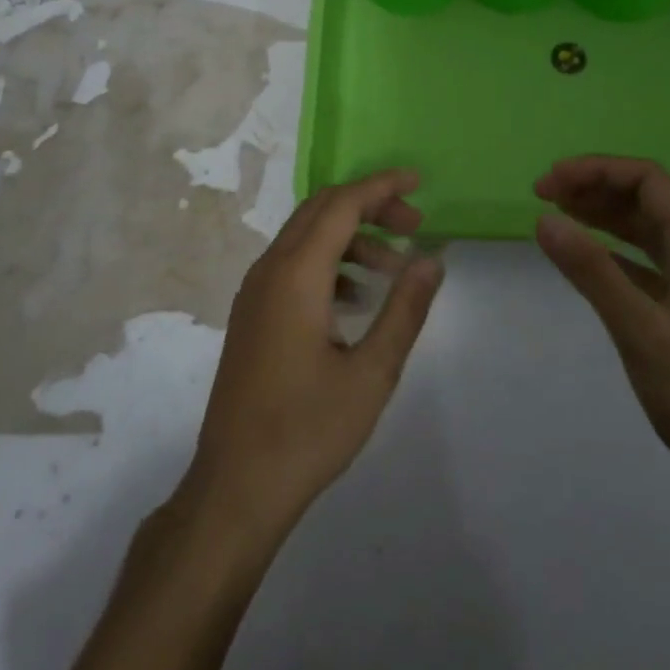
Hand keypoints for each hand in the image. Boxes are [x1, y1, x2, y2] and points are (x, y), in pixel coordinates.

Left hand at [184, 169, 443, 535]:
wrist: (236, 487)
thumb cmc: (308, 430)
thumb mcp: (372, 372)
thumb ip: (405, 308)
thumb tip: (432, 258)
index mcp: (296, 275)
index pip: (342, 205)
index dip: (382, 186)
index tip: (419, 183)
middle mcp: (269, 270)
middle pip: (321, 211)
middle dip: (369, 207)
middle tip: (415, 226)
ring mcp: (254, 292)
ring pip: (305, 237)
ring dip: (351, 237)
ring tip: (394, 268)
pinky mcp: (252, 314)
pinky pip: (292, 265)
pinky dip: (329, 263)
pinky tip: (357, 299)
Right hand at [534, 156, 669, 515]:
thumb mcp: (639, 328)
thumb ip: (591, 270)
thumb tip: (544, 219)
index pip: (645, 179)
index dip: (593, 170)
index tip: (546, 185)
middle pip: (645, 197)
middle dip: (594, 188)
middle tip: (542, 196)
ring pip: (645, 228)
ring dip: (602, 215)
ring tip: (556, 215)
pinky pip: (645, 261)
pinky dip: (612, 252)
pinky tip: (584, 260)